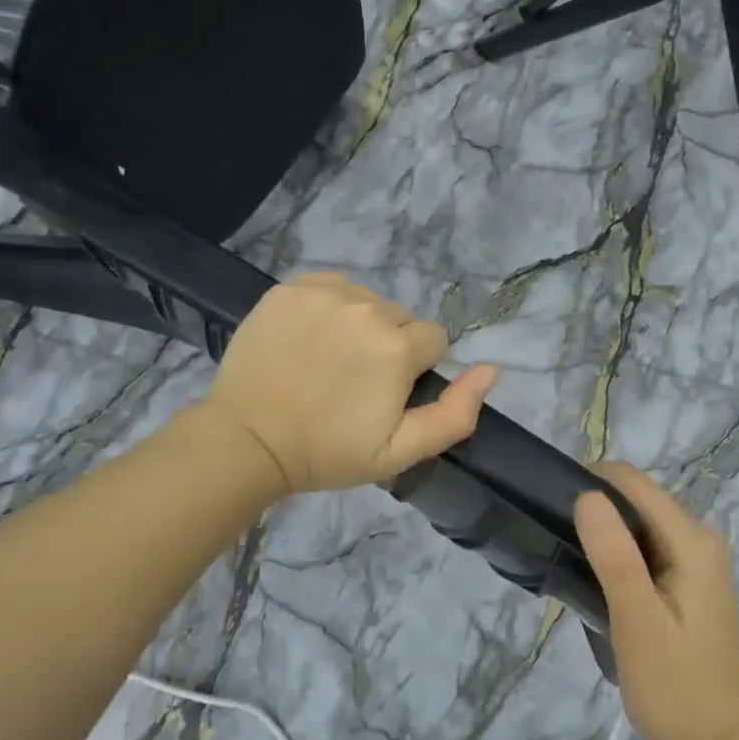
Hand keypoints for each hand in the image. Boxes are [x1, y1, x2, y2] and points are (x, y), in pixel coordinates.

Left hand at [203, 273, 498, 495]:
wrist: (247, 440)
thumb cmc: (327, 452)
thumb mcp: (399, 451)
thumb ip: (455, 414)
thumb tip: (491, 370)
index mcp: (398, 346)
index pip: (433, 341)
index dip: (414, 370)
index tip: (385, 394)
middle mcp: (368, 308)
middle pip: (399, 319)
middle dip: (388, 346)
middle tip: (353, 382)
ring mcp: (325, 294)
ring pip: (365, 301)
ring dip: (358, 325)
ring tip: (328, 360)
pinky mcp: (290, 288)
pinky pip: (329, 288)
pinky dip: (327, 308)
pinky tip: (307, 338)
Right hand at [574, 465, 738, 739]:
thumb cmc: (679, 688)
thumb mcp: (639, 623)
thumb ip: (614, 556)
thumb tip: (586, 494)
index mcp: (691, 540)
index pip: (632, 482)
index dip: (589, 481)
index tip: (548, 505)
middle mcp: (698, 539)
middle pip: (635, 500)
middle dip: (593, 509)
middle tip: (553, 542)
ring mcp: (695, 561)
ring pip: (637, 525)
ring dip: (602, 535)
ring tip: (566, 562)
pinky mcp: (687, 582)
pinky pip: (644, 550)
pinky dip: (616, 557)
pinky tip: (594, 584)